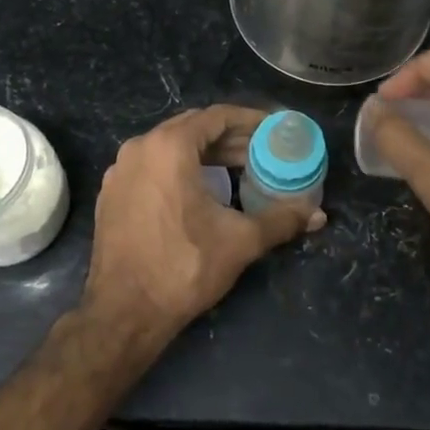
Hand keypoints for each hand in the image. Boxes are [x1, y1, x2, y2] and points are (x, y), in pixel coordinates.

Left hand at [83, 106, 324, 338]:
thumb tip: (318, 215)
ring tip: (237, 169)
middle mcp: (139, 148)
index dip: (249, 120)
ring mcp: (120, 171)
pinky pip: (151, 167)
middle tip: (261, 151)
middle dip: (229, 137)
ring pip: (169, 147)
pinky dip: (178, 169)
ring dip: (204, 153)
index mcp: (169, 147)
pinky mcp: (111, 194)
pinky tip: (200, 191)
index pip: (216, 116)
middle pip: (192, 128)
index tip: (273, 129)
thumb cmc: (183, 267)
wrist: (123, 312)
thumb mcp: (240, 241)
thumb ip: (281, 220)